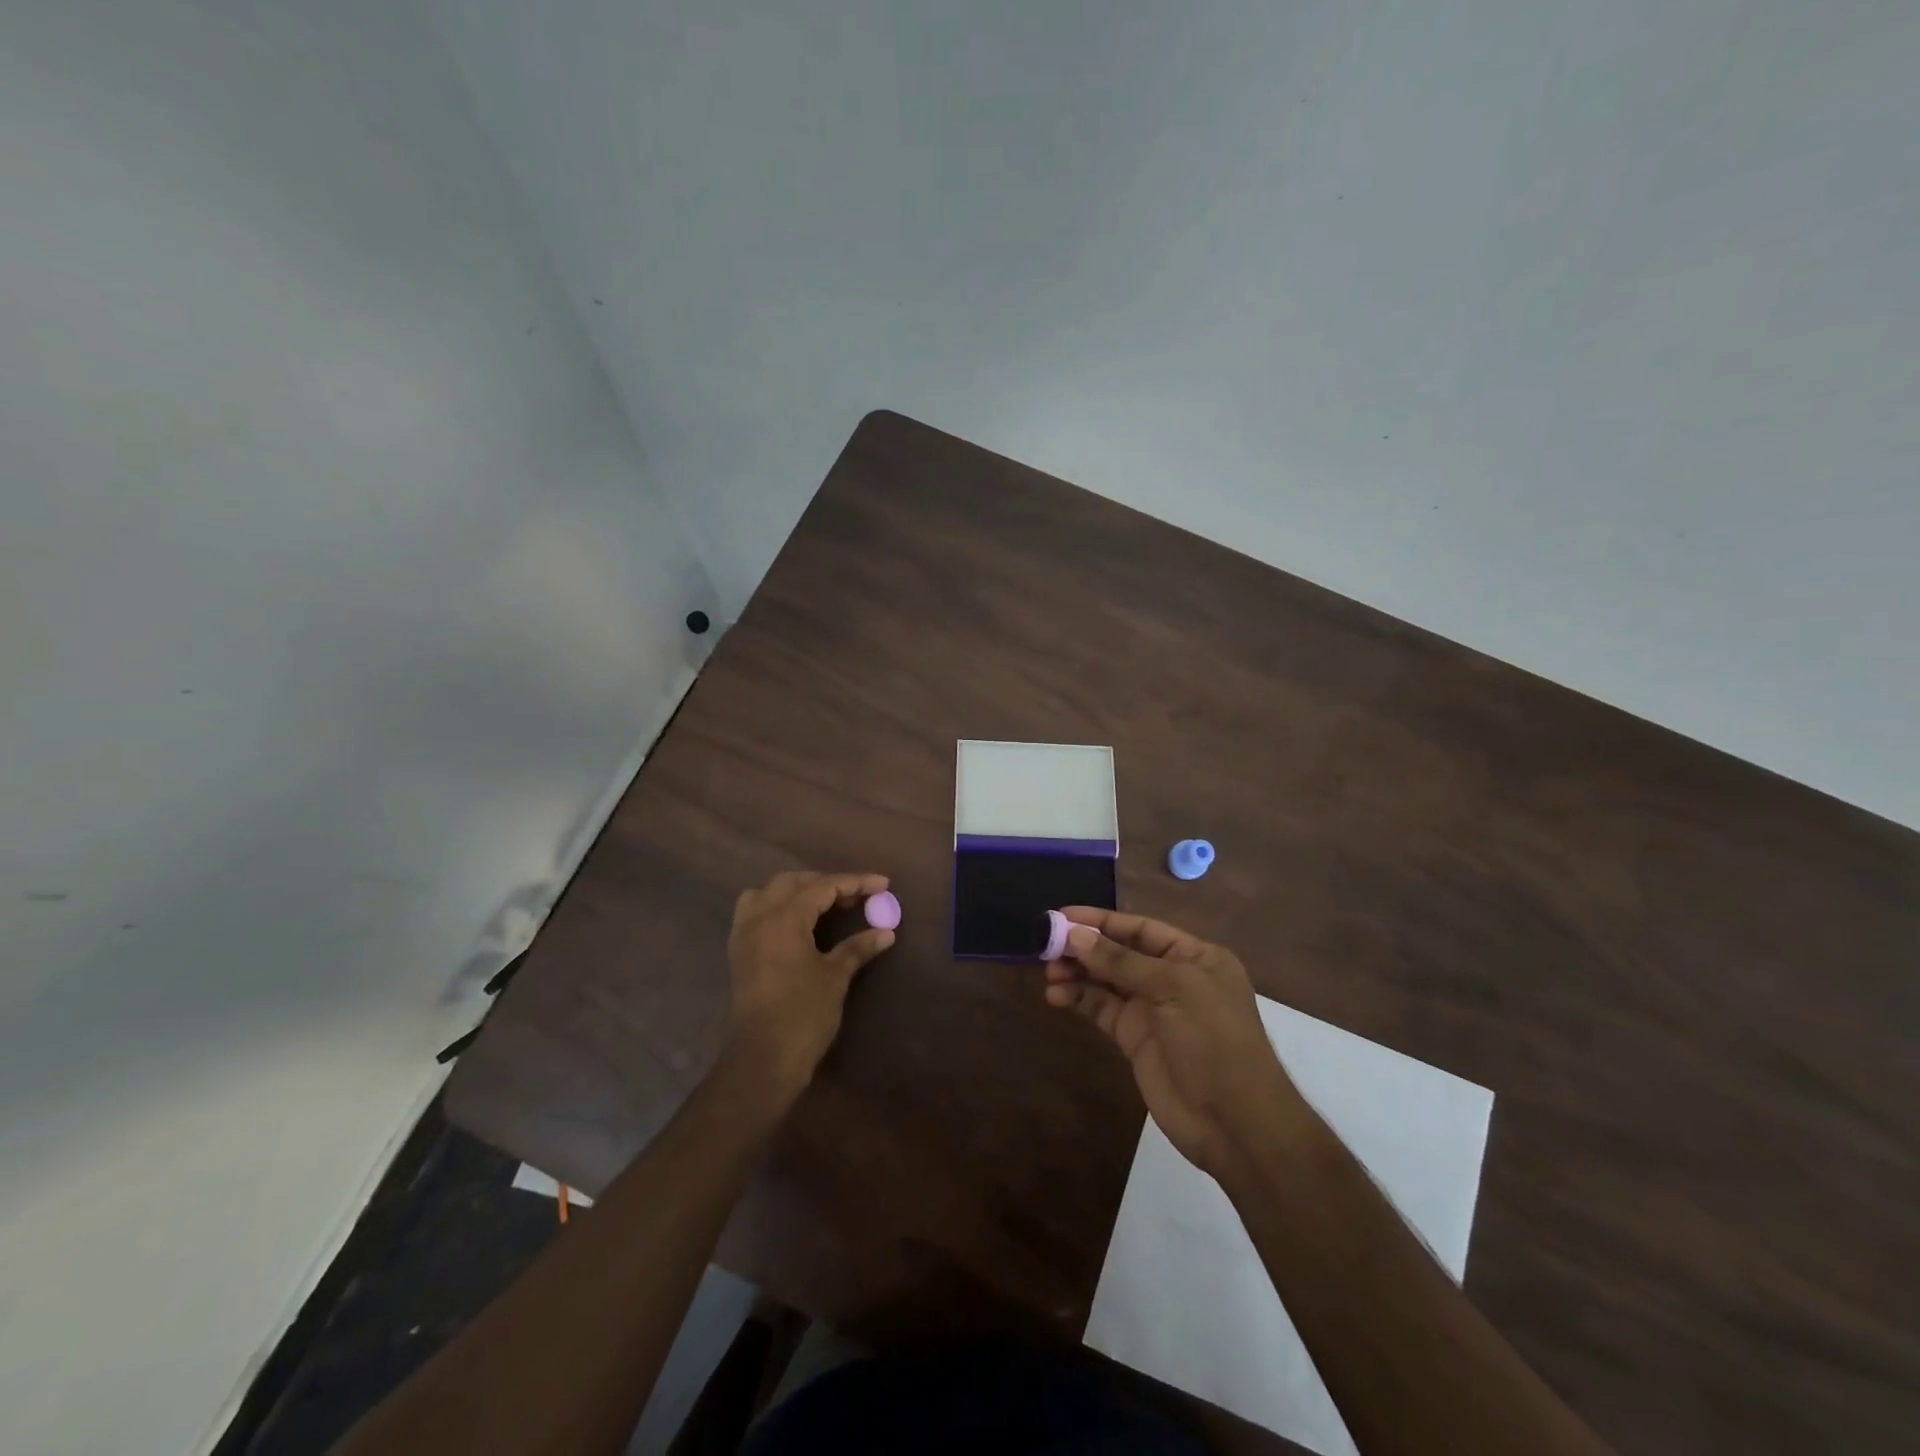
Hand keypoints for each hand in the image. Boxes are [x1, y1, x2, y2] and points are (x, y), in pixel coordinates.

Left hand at [727, 870, 894, 1094]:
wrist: (763, 1058)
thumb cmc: (804, 1014)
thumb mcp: (835, 977)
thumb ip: (858, 947)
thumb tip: (886, 931)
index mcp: (784, 918)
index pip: (824, 887)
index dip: (855, 882)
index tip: (882, 884)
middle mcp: (759, 917)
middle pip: (794, 882)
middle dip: (827, 884)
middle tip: (857, 897)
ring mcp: (744, 933)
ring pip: (769, 892)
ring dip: (797, 891)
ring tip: (824, 904)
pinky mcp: (738, 951)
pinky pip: (754, 911)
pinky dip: (776, 906)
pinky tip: (797, 923)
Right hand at [1045, 907, 1308, 1182]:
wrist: (1234, 1122)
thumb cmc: (1213, 1039)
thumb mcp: (1172, 989)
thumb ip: (1121, 961)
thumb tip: (1075, 935)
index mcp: (1194, 957)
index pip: (1141, 928)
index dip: (1102, 920)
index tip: (1062, 915)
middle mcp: (1172, 978)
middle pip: (1120, 952)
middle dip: (1085, 947)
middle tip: (1047, 945)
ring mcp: (1152, 1010)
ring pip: (1106, 980)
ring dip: (1077, 972)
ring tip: (1048, 972)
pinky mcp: (1134, 1038)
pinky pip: (1101, 1009)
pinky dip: (1079, 999)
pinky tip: (1056, 996)